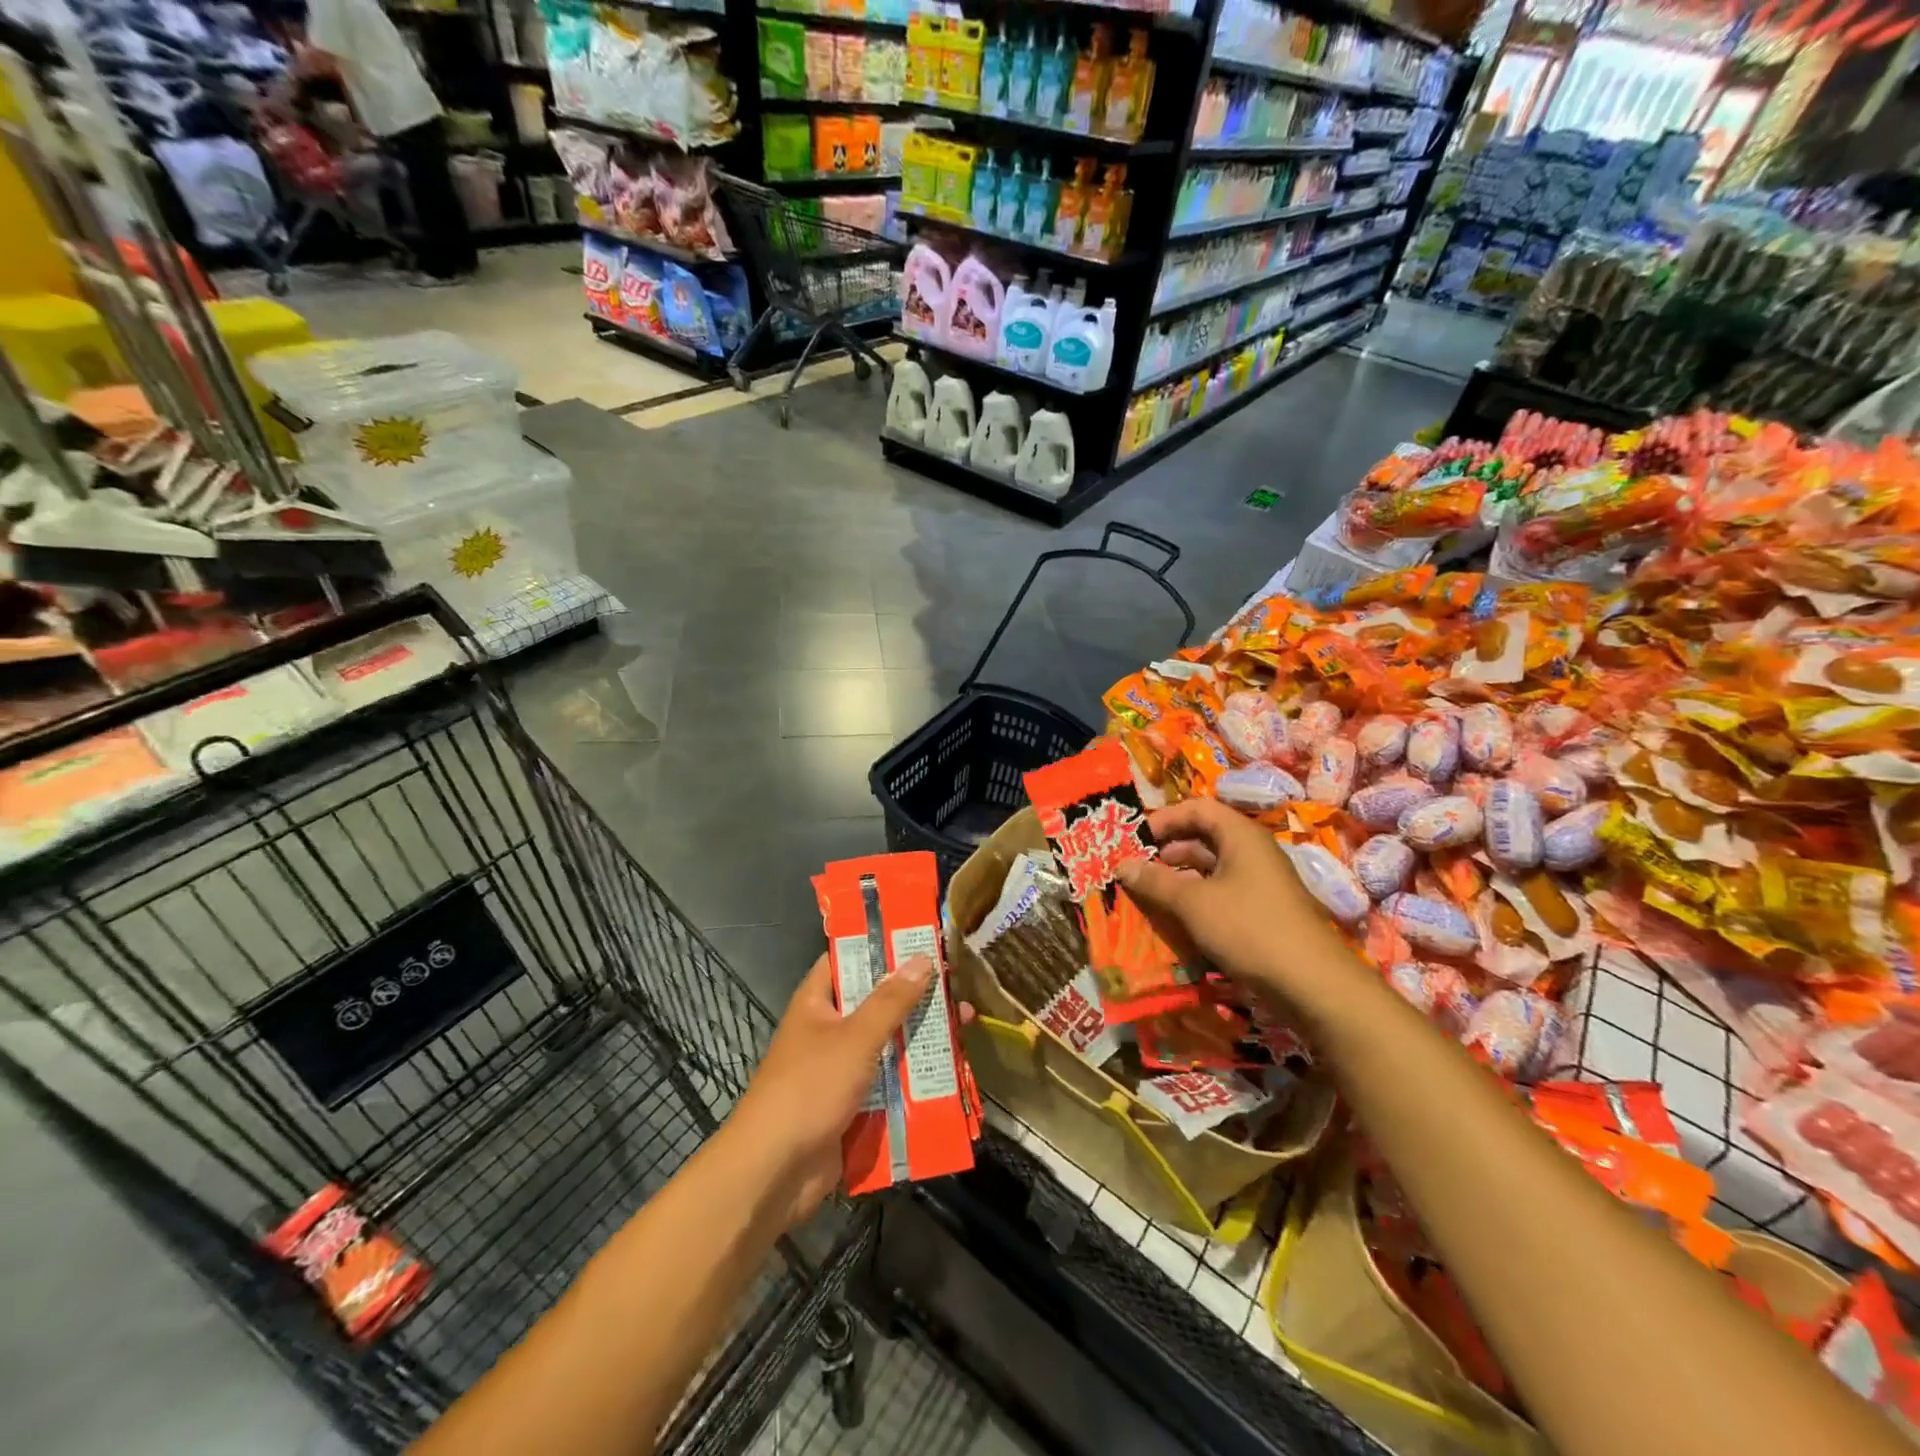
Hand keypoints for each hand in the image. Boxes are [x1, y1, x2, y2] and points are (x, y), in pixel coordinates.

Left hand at [729, 953, 933, 1227]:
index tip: (923, 937)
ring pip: (889, 1043)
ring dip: (923, 1037)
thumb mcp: (855, 1037)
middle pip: (878, 1002)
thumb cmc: (809, 1088)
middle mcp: (830, 1029)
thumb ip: (891, 1000)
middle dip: (917, 996)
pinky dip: (916, 1077)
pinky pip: (891, 1081)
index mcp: (817, 1001)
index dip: (882, 945)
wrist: (774, 1173)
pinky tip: (954, 1069)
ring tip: (968, 1023)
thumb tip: (922, 958)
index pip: (849, 958)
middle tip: (960, 984)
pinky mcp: (854, 1104)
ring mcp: (842, 1068)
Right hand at [1116, 798, 1359, 1014]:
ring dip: (1178, 878)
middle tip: (1134, 867)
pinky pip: (1220, 893)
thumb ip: (1156, 881)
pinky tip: (1173, 918)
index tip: (1133, 838)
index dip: (1163, 819)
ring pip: (1210, 868)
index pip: (1197, 808)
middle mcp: (1251, 852)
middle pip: (1202, 837)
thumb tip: (1121, 865)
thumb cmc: (1250, 928)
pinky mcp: (1260, 912)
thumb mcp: (1194, 903)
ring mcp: (1259, 883)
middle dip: (1165, 850)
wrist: (1313, 984)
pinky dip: (1195, 899)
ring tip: (1146, 894)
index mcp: (1241, 835)